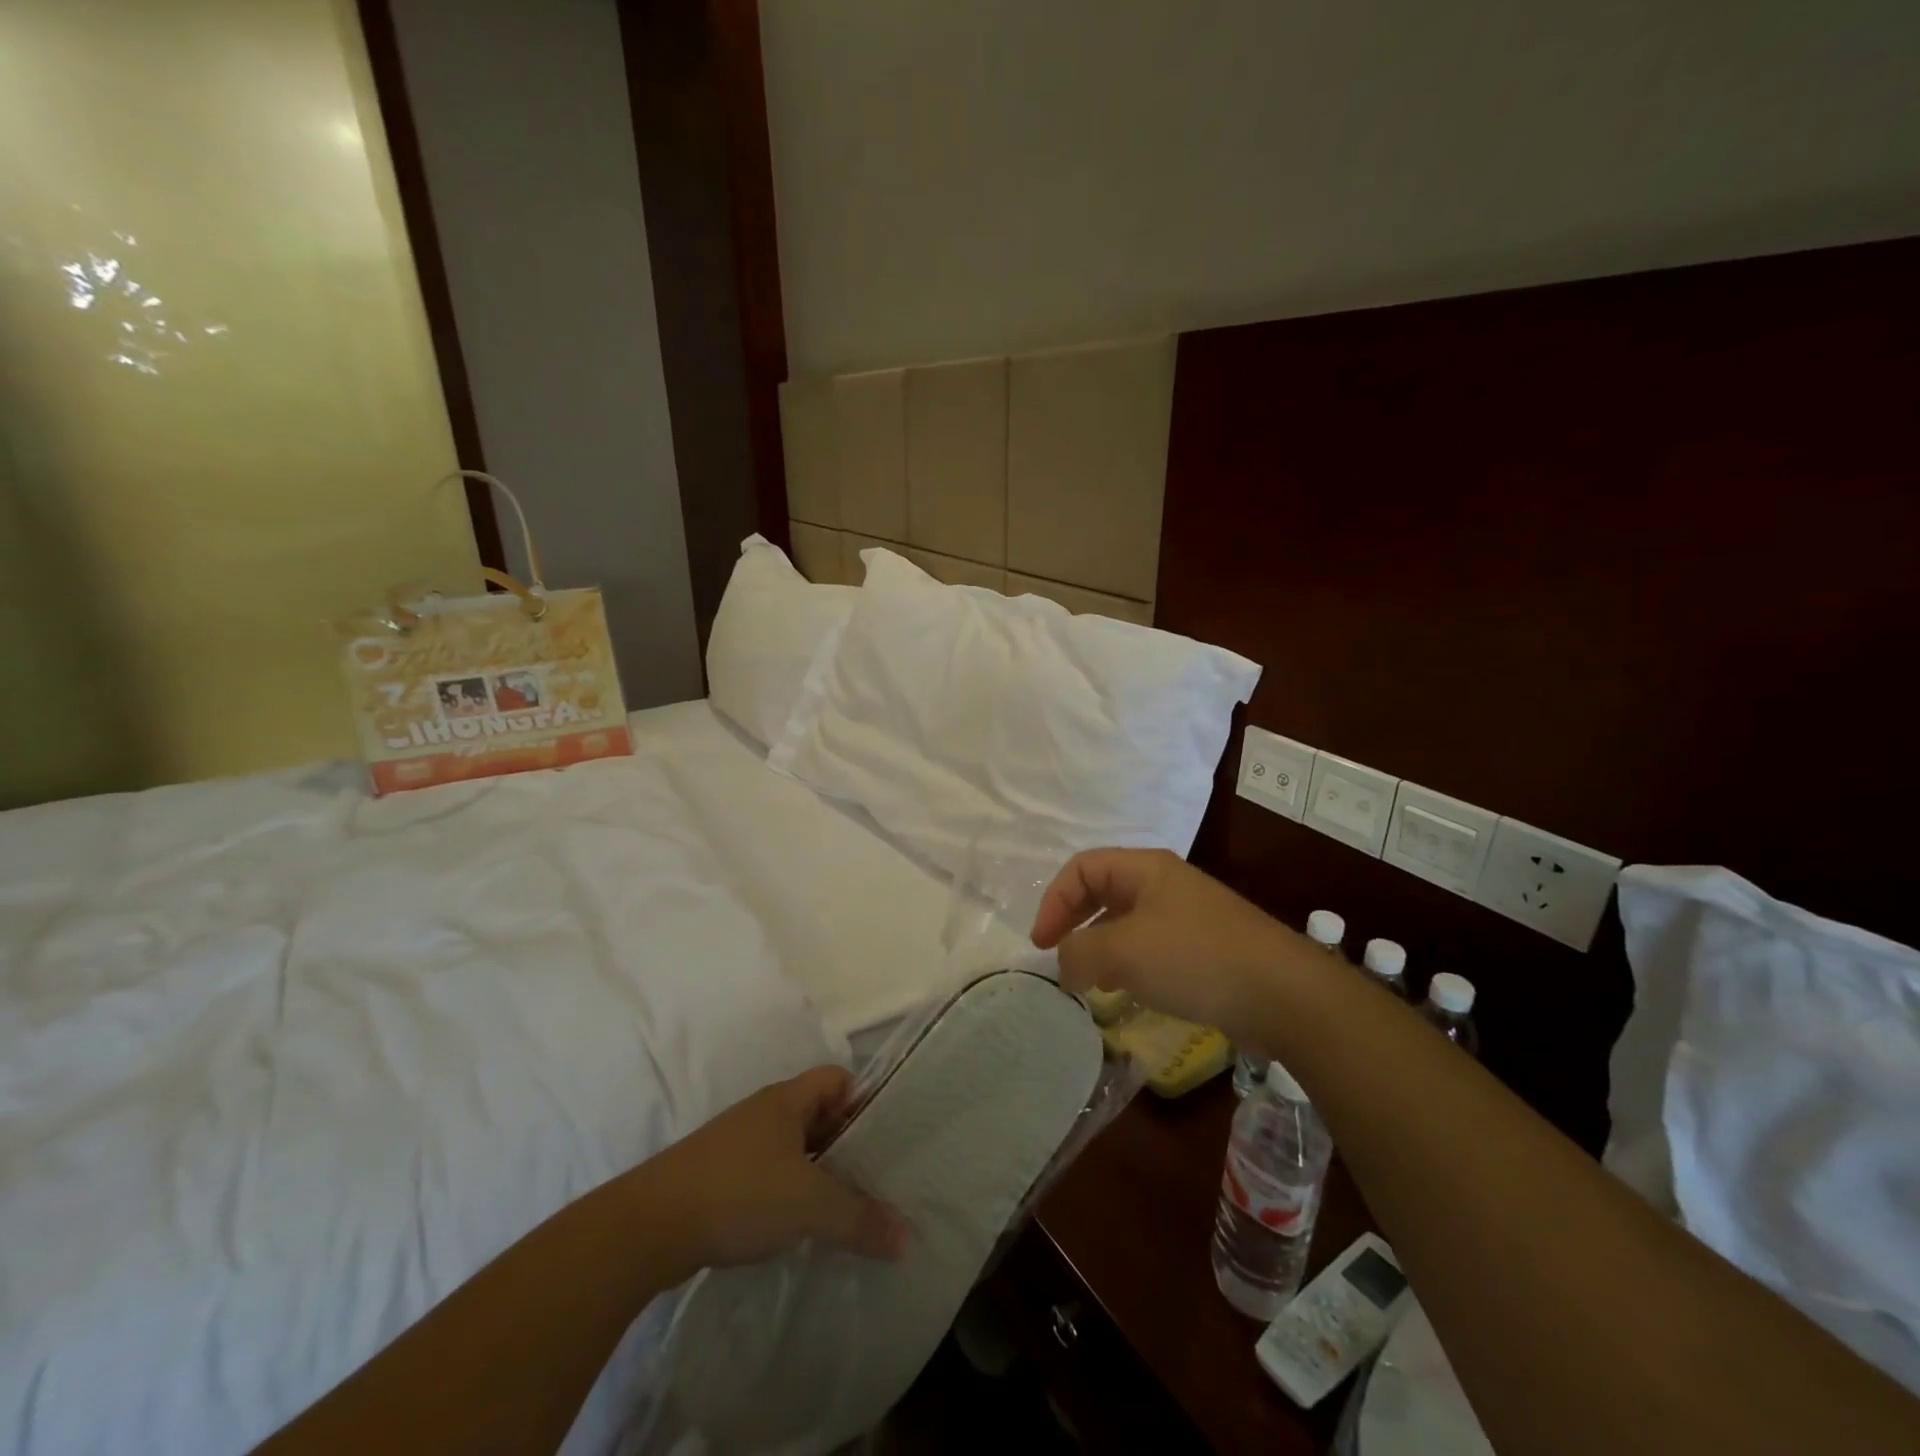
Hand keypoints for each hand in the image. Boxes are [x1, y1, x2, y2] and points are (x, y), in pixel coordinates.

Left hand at [642, 1066, 909, 1275]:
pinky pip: (768, 1174)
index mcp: (786, 1099)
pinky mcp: (717, 1179)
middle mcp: (764, 1113)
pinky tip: (797, 1226)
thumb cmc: (739, 1192)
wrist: (648, 1227)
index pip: (838, 1079)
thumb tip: (906, 1238)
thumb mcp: (809, 1204)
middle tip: (876, 1177)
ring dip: (817, 1172)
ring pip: (792, 1148)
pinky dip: (788, 1193)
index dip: (864, 1100)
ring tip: (844, 1207)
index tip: (886, 1136)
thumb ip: (859, 1218)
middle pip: (818, 1114)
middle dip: (846, 1143)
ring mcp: (737, 1145)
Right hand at [1030, 848, 1300, 1042]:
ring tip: (1087, 979)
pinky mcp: (1203, 949)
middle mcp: (1164, 884)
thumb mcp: (1124, 952)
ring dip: (1099, 946)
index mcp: (1145, 869)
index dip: (1054, 900)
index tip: (1041, 944)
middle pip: (1102, 891)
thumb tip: (1064, 964)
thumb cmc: (1196, 958)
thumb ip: (1080, 953)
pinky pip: (1150, 947)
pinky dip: (1127, 964)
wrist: (1283, 994)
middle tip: (1056, 955)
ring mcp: (1187, 916)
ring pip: (1126, 922)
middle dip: (1074, 921)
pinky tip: (1126, 991)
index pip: (1082, 868)